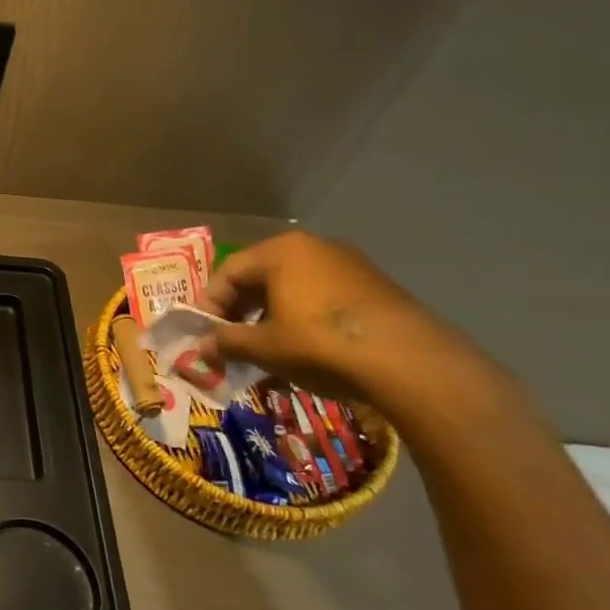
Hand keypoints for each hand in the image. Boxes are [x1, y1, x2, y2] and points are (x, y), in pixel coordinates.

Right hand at [198, 231, 471, 402]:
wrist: (409, 361)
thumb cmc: (320, 342)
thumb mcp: (264, 346)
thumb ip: (227, 342)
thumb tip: (200, 347)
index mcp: (281, 251)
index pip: (229, 272)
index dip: (210, 304)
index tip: (204, 334)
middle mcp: (314, 248)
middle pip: (261, 277)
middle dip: (240, 311)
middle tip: (230, 342)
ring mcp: (349, 265)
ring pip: (293, 288)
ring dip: (271, 318)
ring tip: (265, 351)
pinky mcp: (375, 287)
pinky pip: (322, 298)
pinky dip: (303, 319)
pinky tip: (303, 350)